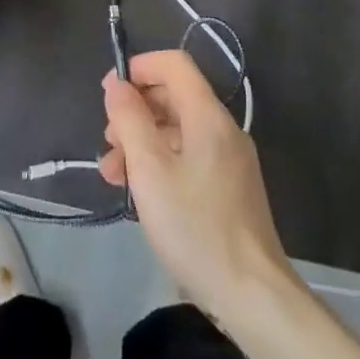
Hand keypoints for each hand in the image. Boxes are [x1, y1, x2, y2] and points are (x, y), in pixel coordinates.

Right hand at [99, 50, 292, 316]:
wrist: (252, 293)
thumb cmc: (195, 226)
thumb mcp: (150, 170)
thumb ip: (130, 120)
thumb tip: (116, 85)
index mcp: (208, 116)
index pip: (174, 64)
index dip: (139, 68)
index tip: (109, 92)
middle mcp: (223, 129)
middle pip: (174, 96)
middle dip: (135, 111)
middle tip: (108, 141)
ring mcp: (229, 159)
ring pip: (178, 130)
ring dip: (142, 141)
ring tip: (114, 174)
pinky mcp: (229, 187)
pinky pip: (189, 156)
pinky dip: (160, 162)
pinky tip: (140, 191)